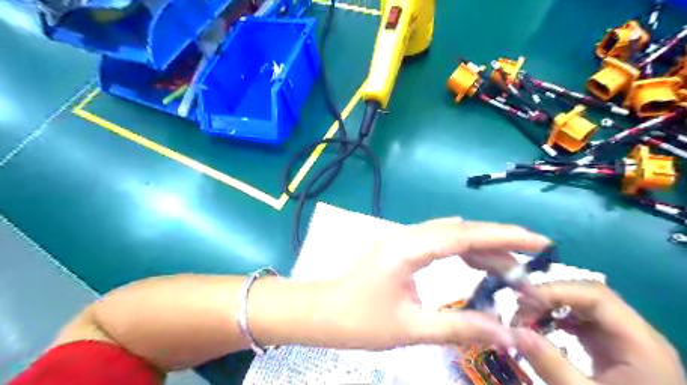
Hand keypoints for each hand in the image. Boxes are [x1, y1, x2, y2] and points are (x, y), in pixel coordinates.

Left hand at [313, 218, 550, 349]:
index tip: (539, 241)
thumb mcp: (411, 329)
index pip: (464, 235)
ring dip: (480, 248)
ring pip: (450, 234)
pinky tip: (476, 264)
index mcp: (408, 249)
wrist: (325, 312)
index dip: (503, 237)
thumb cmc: (361, 321)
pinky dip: (463, 250)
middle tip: (529, 264)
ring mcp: (403, 239)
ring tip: (509, 271)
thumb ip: (459, 328)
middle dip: (497, 243)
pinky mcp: (401, 247)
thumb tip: (506, 334)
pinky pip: (438, 241)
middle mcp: (407, 236)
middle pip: (460, 231)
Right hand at [513, 279, 682, 384]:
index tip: (522, 301)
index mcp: (640, 343)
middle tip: (519, 311)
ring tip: (525, 319)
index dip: (556, 291)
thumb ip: (550, 363)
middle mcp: (636, 334)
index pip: (595, 295)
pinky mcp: (615, 349)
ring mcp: (626, 340)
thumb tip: (510, 331)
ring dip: (551, 307)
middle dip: (549, 297)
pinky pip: (584, 322)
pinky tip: (542, 328)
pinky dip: (559, 319)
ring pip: (584, 306)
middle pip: (588, 296)